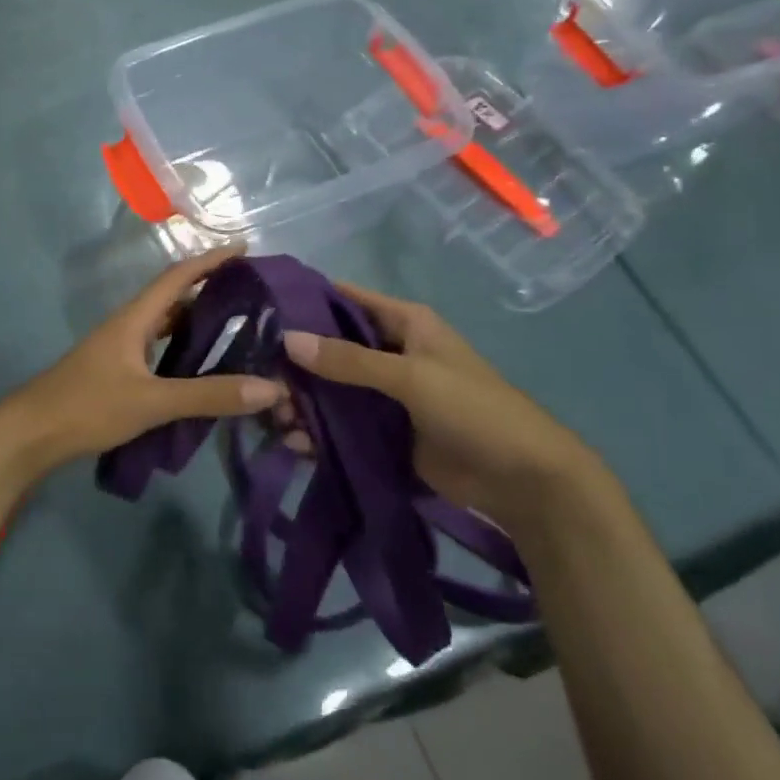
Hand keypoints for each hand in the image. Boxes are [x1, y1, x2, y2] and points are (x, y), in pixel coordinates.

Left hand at [0, 245, 285, 479]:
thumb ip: (208, 395)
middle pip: (173, 295)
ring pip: (165, 322)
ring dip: (196, 317)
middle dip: (210, 287)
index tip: (244, 248)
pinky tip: (198, 363)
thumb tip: (270, 387)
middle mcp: (128, 324)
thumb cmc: (88, 407)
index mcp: (134, 318)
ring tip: (235, 324)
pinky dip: (181, 345)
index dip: (211, 260)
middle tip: (251, 293)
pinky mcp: (116, 370)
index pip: (178, 277)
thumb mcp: (152, 402)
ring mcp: (119, 347)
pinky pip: (157, 346)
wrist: (31, 433)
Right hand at [281, 281, 613, 535]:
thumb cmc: (474, 410)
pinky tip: (293, 442)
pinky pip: (341, 425)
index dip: (305, 302)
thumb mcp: (411, 377)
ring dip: (302, 400)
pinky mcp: (383, 431)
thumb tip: (286, 339)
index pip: (345, 299)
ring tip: (273, 416)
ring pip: (331, 388)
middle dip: (295, 361)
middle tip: (257, 376)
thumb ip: (349, 360)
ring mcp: (385, 394)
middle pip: (331, 347)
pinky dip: (317, 431)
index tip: (259, 311)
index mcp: (404, 323)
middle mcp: (390, 352)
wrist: (523, 481)